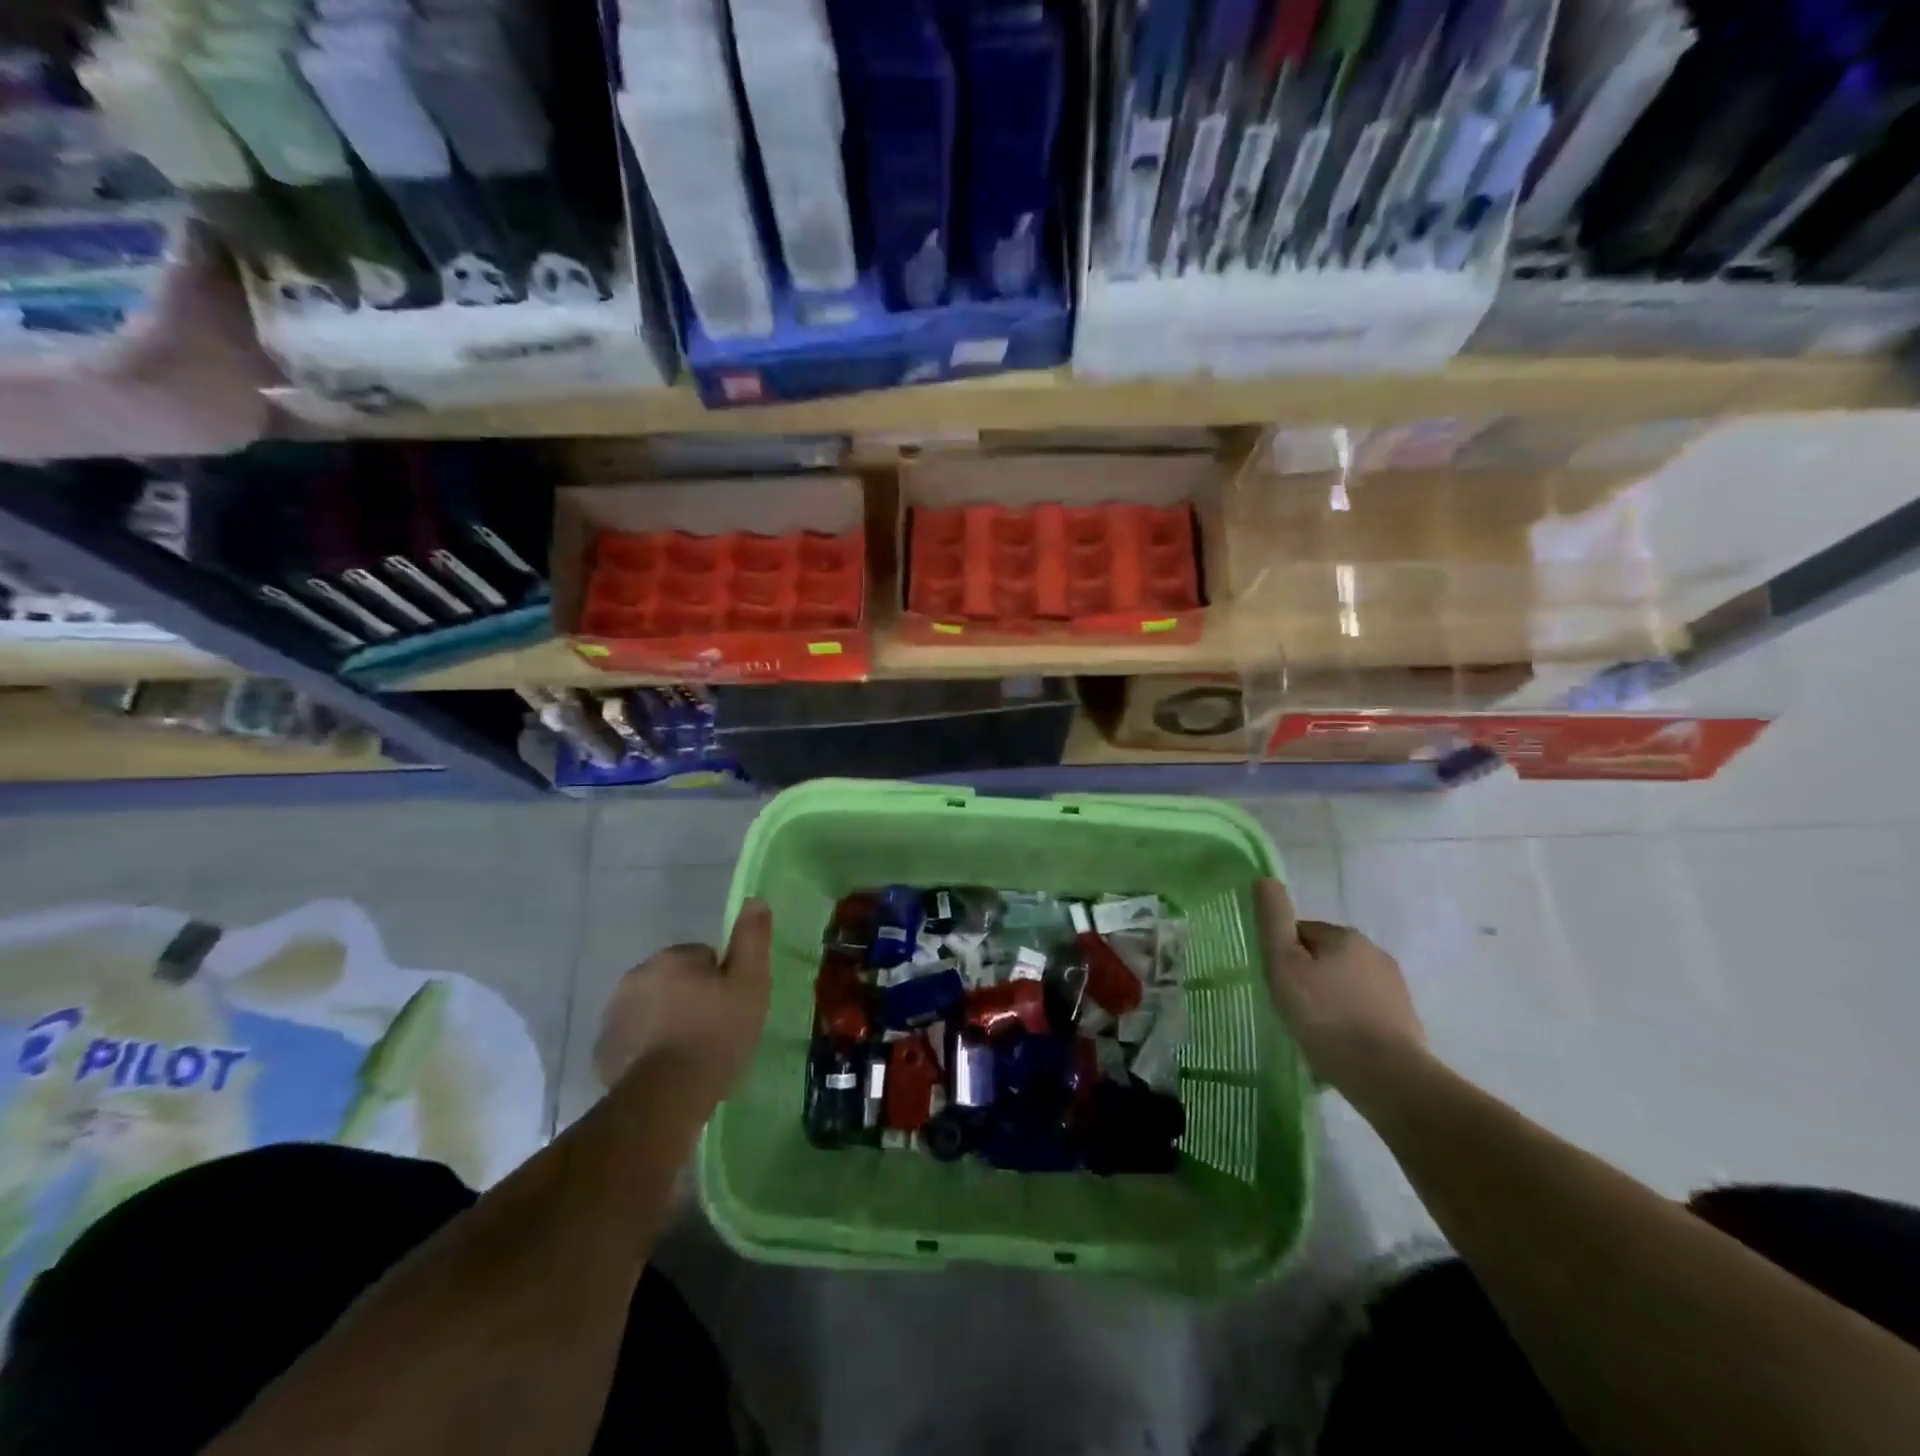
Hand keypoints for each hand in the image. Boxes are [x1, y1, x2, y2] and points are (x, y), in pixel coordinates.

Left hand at [594, 900, 772, 1105]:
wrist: (666, 1097)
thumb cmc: (716, 1034)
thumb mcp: (750, 983)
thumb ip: (752, 939)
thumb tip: (754, 899)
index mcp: (671, 958)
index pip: (703, 957)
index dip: (722, 981)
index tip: (730, 1007)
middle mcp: (636, 977)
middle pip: (674, 980)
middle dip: (691, 998)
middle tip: (714, 1030)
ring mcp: (614, 1015)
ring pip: (652, 1008)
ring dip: (668, 1022)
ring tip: (691, 1054)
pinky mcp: (604, 1051)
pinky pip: (634, 1039)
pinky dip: (648, 1048)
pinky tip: (667, 1069)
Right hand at [1255, 878, 1426, 1095]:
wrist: (1386, 1076)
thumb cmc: (1325, 1015)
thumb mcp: (1284, 964)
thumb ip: (1274, 920)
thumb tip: (1265, 879)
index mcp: (1345, 936)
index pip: (1300, 933)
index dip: (1282, 956)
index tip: (1275, 985)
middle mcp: (1374, 953)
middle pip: (1324, 959)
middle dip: (1307, 978)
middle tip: (1290, 1010)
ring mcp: (1394, 988)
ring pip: (1345, 986)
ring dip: (1328, 1001)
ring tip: (1313, 1033)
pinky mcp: (1405, 1021)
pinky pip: (1364, 1013)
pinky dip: (1349, 1023)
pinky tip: (1337, 1048)